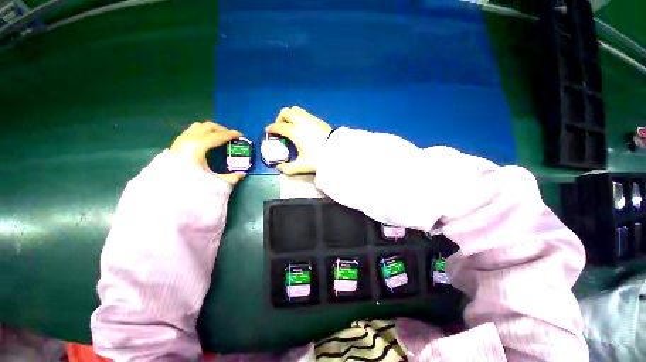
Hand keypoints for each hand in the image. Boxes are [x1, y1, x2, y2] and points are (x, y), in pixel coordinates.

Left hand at [170, 121, 246, 184]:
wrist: (167, 188)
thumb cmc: (191, 182)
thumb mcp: (214, 181)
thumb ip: (231, 178)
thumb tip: (242, 174)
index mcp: (199, 146)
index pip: (219, 136)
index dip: (231, 134)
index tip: (240, 135)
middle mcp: (189, 139)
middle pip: (209, 126)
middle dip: (222, 129)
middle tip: (231, 136)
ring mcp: (181, 139)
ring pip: (198, 126)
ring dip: (211, 129)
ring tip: (219, 136)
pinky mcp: (176, 143)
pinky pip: (191, 131)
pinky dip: (201, 131)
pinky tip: (205, 140)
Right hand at [265, 106, 331, 174]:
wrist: (337, 152)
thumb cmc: (318, 158)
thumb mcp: (302, 165)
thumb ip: (289, 168)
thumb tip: (280, 168)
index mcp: (294, 131)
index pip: (278, 126)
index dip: (271, 128)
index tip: (269, 131)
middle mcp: (300, 121)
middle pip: (285, 113)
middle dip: (279, 119)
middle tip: (280, 128)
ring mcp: (310, 119)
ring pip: (295, 110)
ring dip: (290, 115)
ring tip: (291, 125)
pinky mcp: (318, 119)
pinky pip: (304, 113)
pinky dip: (299, 116)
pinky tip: (302, 126)